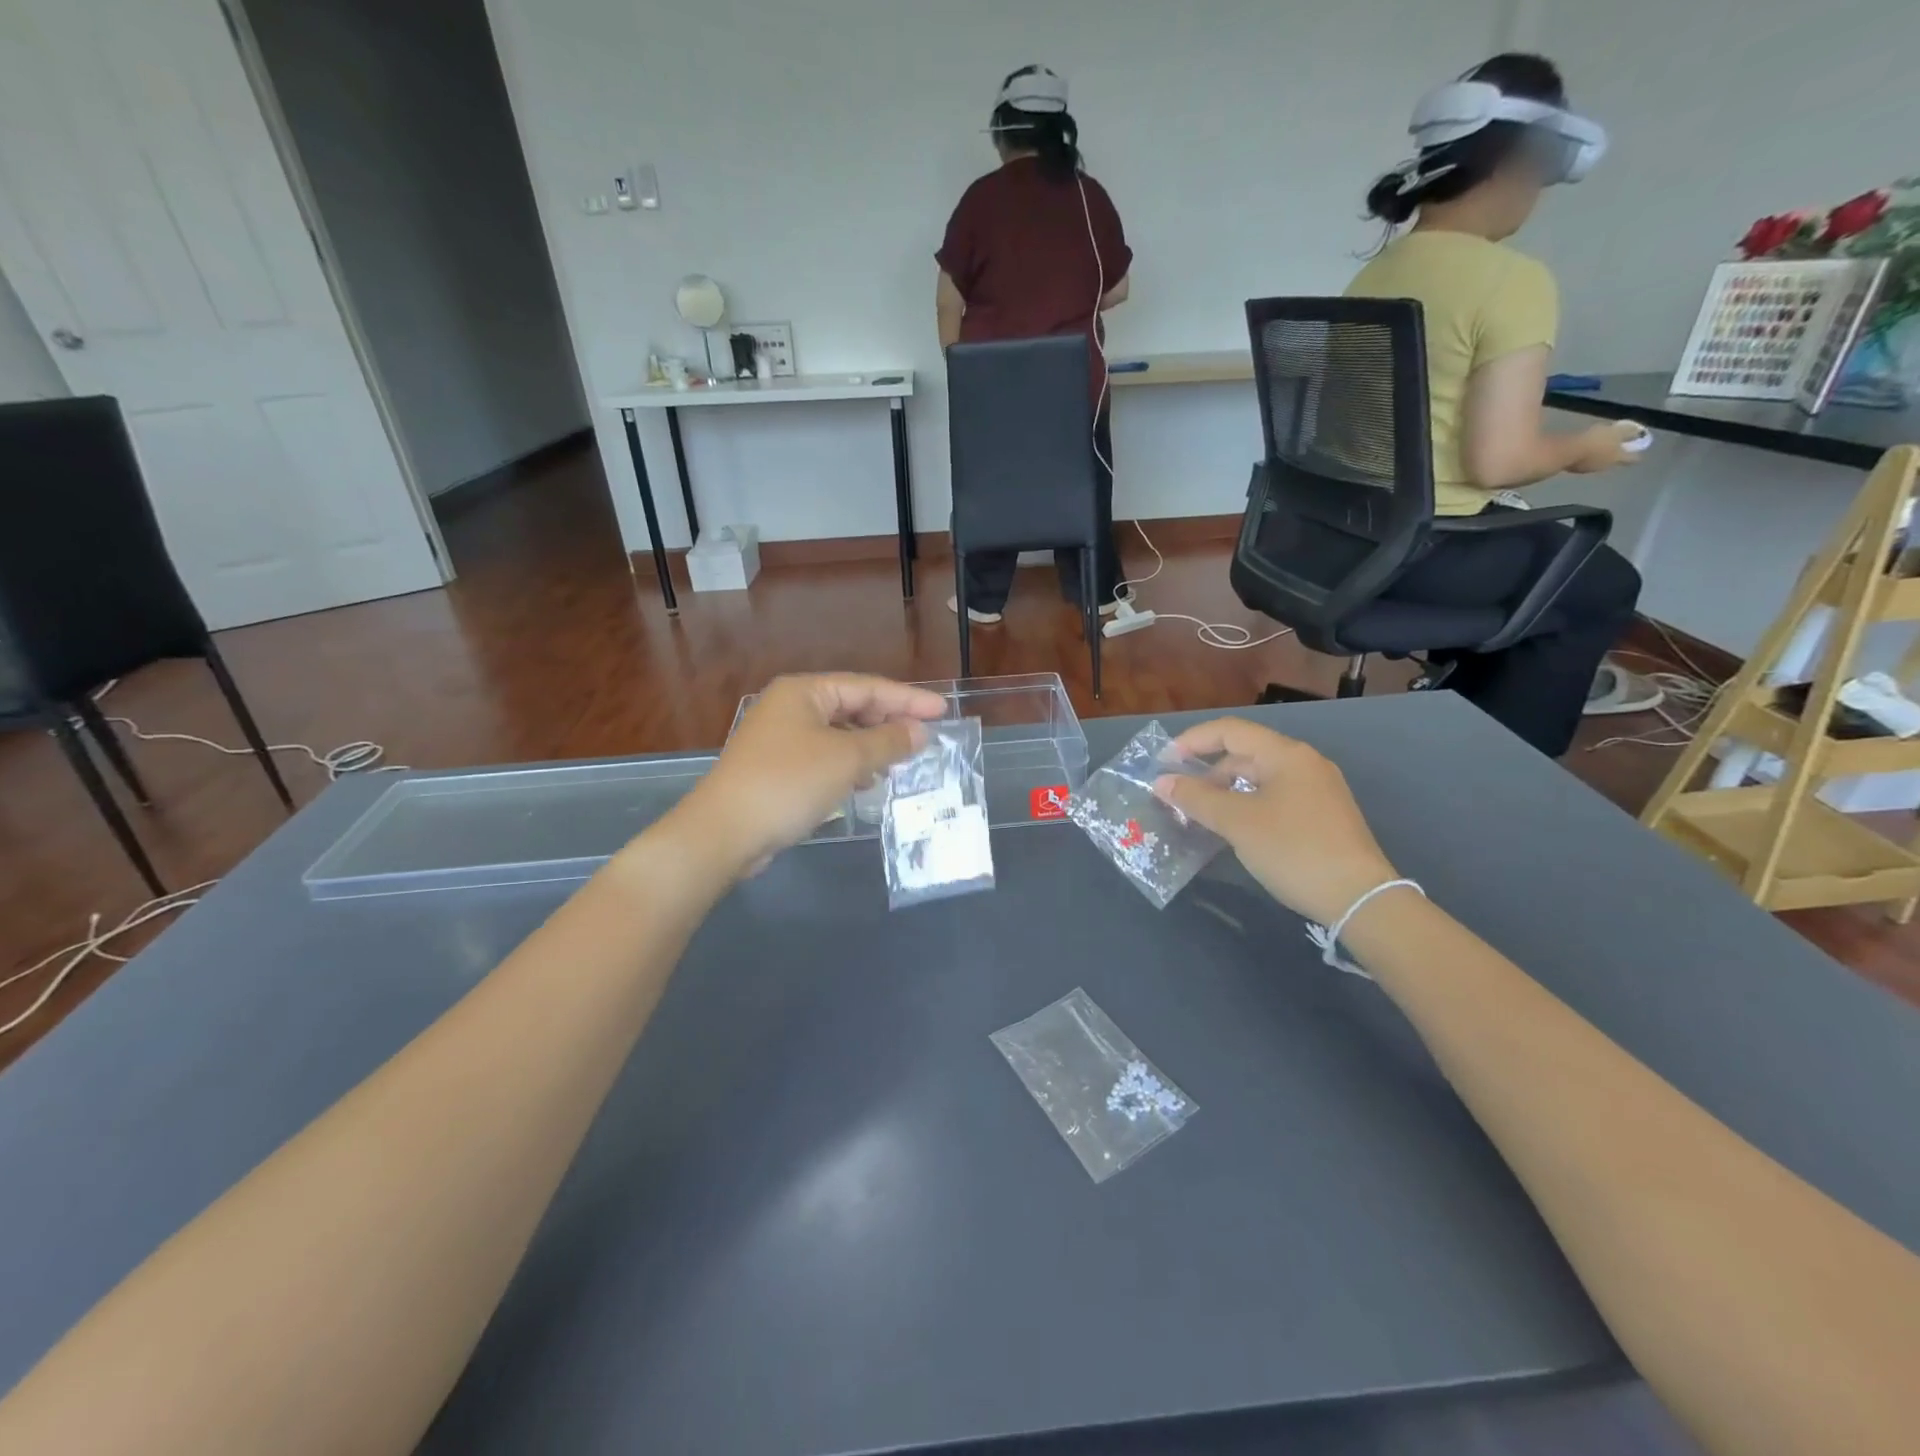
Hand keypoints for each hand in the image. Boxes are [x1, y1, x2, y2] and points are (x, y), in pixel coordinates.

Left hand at [675, 673, 946, 873]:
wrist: (725, 831)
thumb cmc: (789, 783)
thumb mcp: (847, 759)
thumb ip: (888, 741)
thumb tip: (919, 731)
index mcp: (804, 692)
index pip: (867, 687)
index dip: (908, 699)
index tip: (943, 711)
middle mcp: (791, 707)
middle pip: (852, 707)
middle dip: (889, 723)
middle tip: (925, 739)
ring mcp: (780, 738)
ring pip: (839, 735)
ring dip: (871, 747)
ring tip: (901, 762)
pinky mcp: (777, 768)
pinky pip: (824, 757)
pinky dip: (849, 766)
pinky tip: (866, 783)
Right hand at [1151, 719, 1397, 925]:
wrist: (1360, 899)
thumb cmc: (1294, 850)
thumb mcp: (1237, 822)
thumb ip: (1196, 798)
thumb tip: (1161, 782)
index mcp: (1286, 754)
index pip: (1230, 731)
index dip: (1192, 741)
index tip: (1163, 763)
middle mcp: (1304, 763)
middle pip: (1244, 754)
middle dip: (1207, 773)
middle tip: (1179, 798)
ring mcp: (1317, 790)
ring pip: (1259, 779)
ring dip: (1225, 792)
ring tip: (1200, 816)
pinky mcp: (1323, 816)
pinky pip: (1274, 798)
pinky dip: (1247, 805)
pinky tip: (1233, 829)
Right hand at [1569, 420, 1645, 473]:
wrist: (1566, 452)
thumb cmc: (1595, 441)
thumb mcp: (1616, 432)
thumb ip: (1627, 433)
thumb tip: (1639, 432)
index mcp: (1617, 457)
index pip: (1632, 458)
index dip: (1636, 455)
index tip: (1637, 452)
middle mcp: (1604, 466)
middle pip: (1613, 462)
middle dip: (1615, 456)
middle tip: (1615, 448)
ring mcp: (1587, 468)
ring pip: (1598, 463)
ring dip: (1599, 457)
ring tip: (1596, 448)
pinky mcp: (1573, 468)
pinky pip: (1583, 462)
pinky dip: (1585, 458)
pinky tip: (1581, 451)